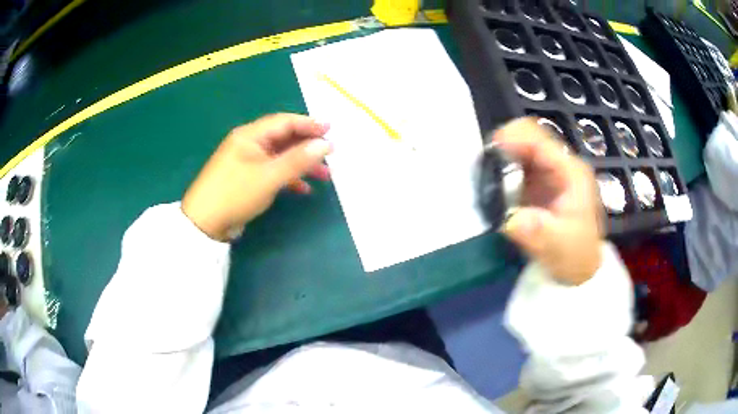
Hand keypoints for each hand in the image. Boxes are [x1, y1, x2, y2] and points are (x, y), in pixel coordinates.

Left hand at [182, 114, 331, 240]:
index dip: (308, 124)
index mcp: (250, 135)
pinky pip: (272, 171)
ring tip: (324, 176)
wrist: (204, 223)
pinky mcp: (247, 179)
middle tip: (331, 154)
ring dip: (301, 164)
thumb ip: (298, 160)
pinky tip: (303, 189)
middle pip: (284, 138)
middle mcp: (249, 144)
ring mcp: (247, 162)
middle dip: (308, 146)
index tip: (331, 130)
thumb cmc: (235, 194)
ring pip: (280, 156)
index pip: (284, 122)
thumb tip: (325, 144)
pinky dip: (288, 178)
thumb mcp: (269, 176)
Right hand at [494, 118, 602, 284]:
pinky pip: (516, 165)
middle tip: (482, 166)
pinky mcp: (537, 183)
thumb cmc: (575, 257)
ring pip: (519, 148)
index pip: (540, 140)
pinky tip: (492, 186)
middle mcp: (560, 165)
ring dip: (500, 157)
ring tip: (483, 177)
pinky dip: (501, 170)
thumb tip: (511, 220)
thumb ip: (539, 233)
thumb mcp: (559, 249)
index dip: (514, 138)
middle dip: (503, 146)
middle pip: (528, 137)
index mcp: (570, 172)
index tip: (490, 151)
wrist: (579, 270)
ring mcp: (548, 173)